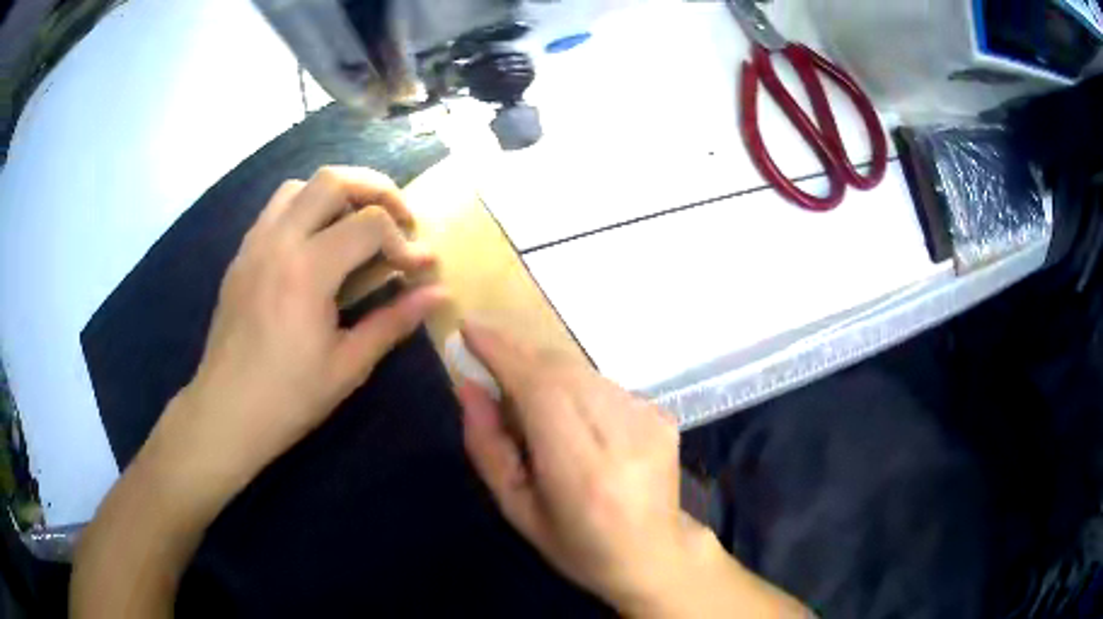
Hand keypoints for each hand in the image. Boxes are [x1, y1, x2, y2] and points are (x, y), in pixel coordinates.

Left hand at [151, 165, 444, 508]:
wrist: (226, 412)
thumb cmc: (289, 397)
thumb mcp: (348, 366)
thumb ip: (394, 321)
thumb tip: (439, 293)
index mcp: (307, 271)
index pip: (369, 224)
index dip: (404, 242)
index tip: (419, 269)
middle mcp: (278, 241)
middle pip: (333, 180)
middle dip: (376, 190)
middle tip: (398, 219)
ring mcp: (254, 244)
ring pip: (300, 186)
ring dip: (337, 194)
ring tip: (356, 226)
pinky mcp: (241, 255)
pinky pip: (276, 209)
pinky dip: (306, 209)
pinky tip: (317, 246)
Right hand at [455, 320, 691, 609]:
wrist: (653, 554)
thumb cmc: (577, 545)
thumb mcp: (518, 510)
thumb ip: (489, 448)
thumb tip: (468, 387)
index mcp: (583, 473)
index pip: (541, 391)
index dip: (504, 353)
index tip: (471, 330)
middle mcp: (624, 438)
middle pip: (563, 371)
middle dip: (518, 353)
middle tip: (485, 352)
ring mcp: (652, 422)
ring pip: (583, 372)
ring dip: (544, 369)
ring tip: (523, 393)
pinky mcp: (663, 416)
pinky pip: (604, 384)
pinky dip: (574, 386)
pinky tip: (567, 413)